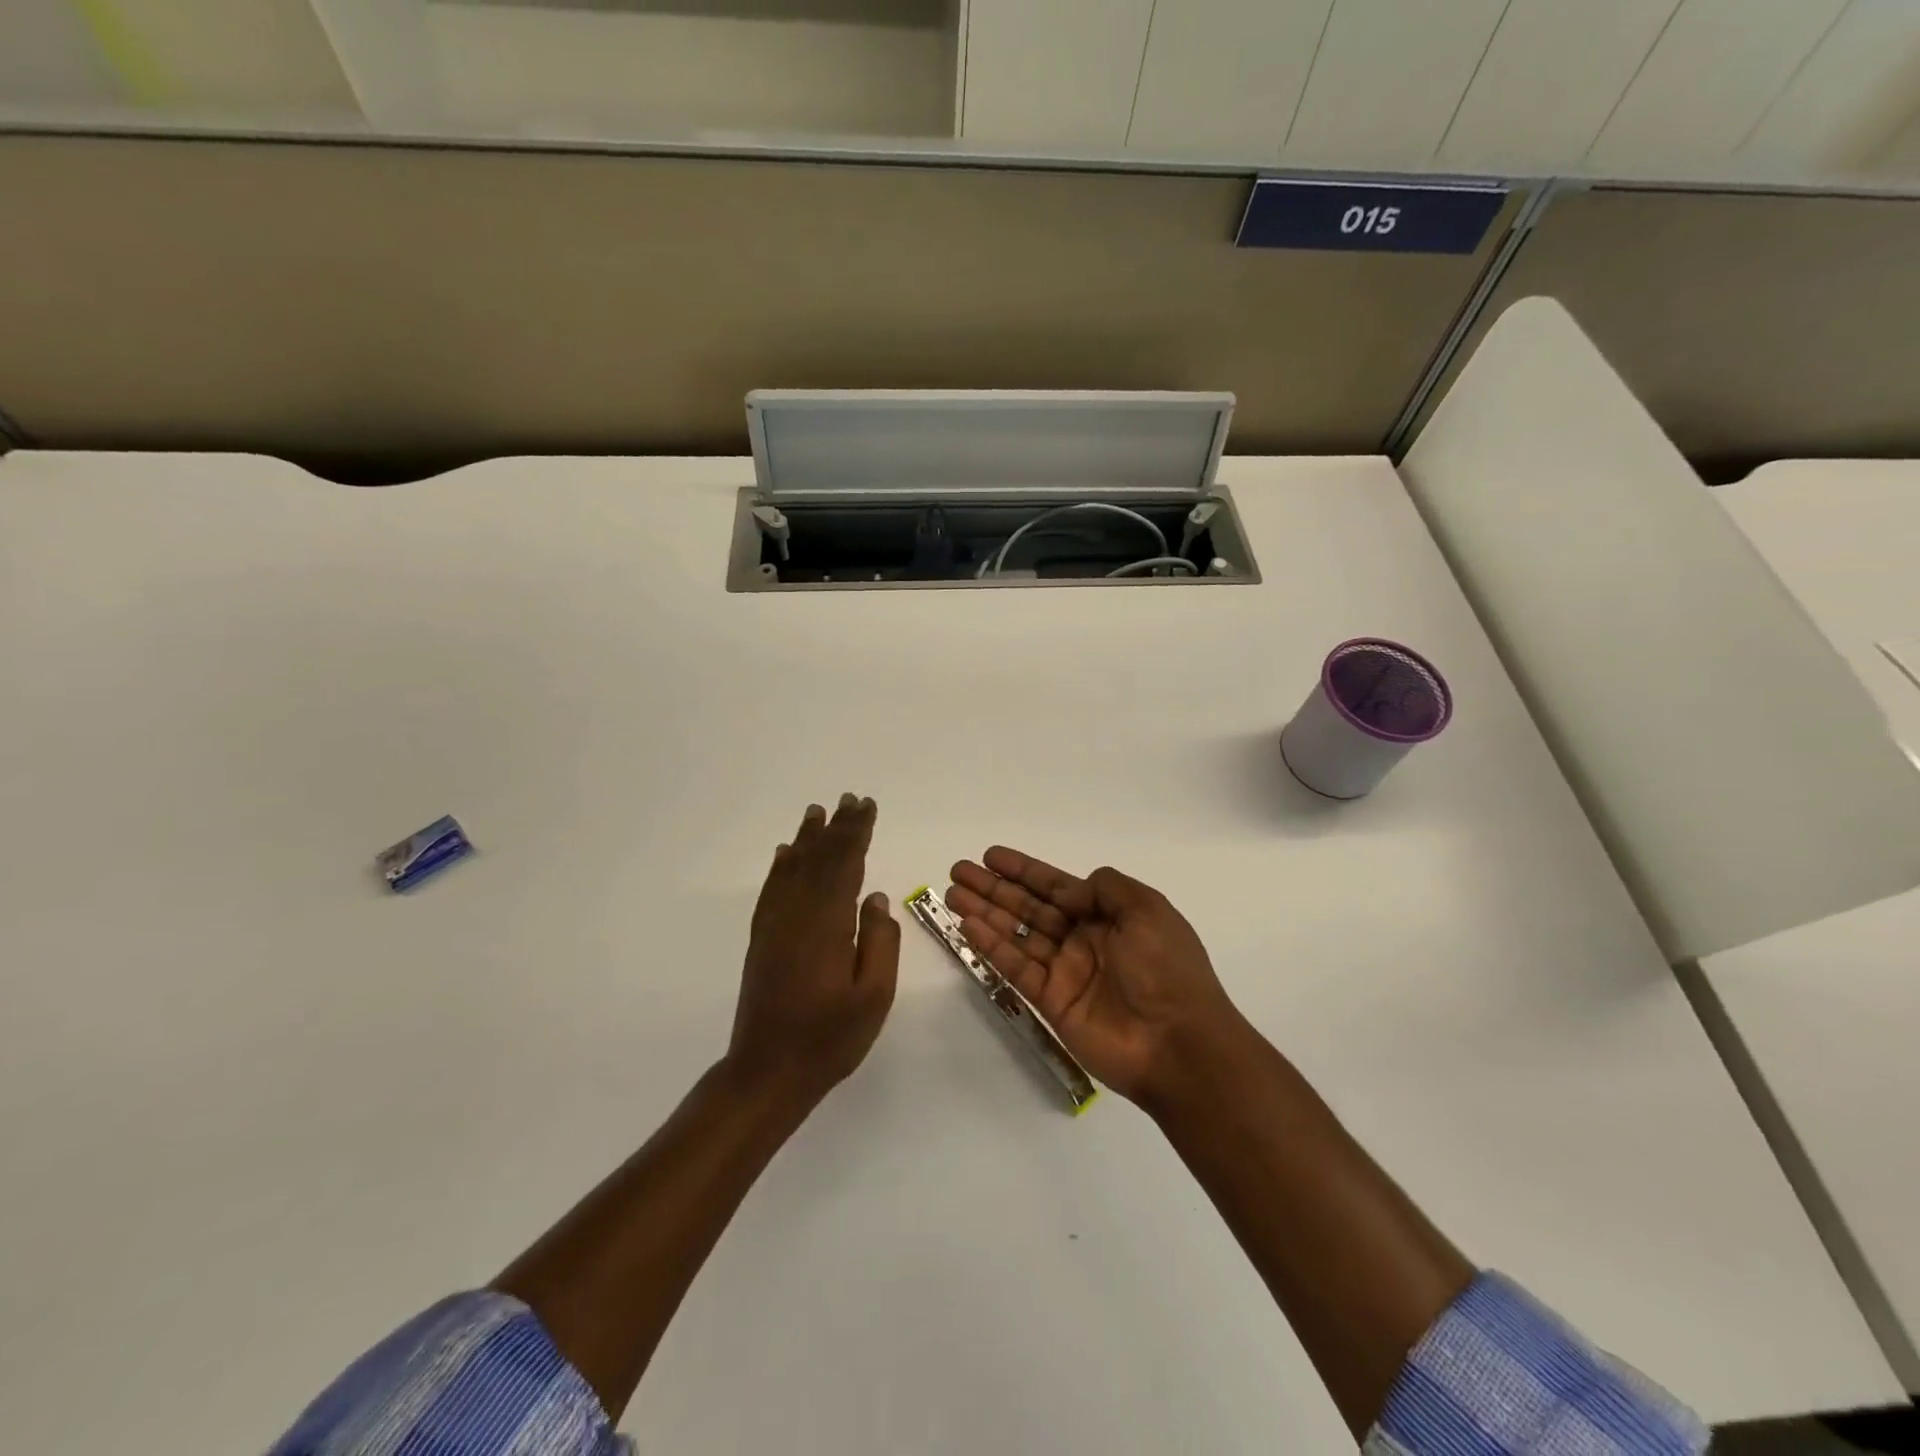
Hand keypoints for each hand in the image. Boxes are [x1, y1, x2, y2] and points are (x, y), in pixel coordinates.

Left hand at [728, 794, 899, 1104]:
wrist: (767, 1073)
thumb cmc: (829, 1039)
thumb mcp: (873, 998)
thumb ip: (880, 943)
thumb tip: (877, 899)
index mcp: (827, 926)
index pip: (845, 866)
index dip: (857, 833)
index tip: (867, 807)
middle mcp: (797, 915)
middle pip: (820, 860)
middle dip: (838, 828)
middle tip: (851, 798)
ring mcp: (774, 926)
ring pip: (794, 869)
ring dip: (809, 838)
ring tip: (818, 811)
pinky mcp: (762, 939)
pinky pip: (772, 890)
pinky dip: (781, 866)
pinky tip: (787, 852)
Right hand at [946, 848, 1245, 1107]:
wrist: (1178, 1044)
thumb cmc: (1166, 969)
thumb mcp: (1147, 910)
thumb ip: (1106, 888)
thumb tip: (1069, 892)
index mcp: (1108, 916)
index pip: (1056, 886)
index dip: (1023, 870)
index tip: (991, 855)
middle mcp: (1083, 939)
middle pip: (1029, 907)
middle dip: (994, 888)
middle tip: (958, 871)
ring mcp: (1065, 971)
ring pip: (1016, 934)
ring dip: (985, 913)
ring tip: (953, 894)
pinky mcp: (1052, 1002)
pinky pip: (1016, 968)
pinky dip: (992, 947)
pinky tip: (968, 926)